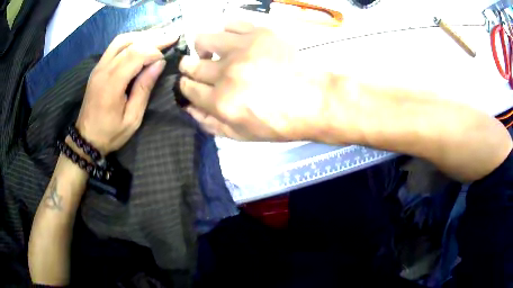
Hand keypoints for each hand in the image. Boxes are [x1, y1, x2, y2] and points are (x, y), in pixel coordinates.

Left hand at [76, 30, 178, 154]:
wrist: (86, 138)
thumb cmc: (110, 133)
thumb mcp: (132, 118)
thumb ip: (144, 89)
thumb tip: (159, 64)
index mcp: (111, 84)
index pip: (135, 54)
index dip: (154, 51)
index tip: (166, 58)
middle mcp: (103, 69)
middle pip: (129, 42)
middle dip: (152, 38)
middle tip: (171, 37)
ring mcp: (98, 67)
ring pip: (121, 40)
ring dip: (141, 36)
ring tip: (158, 37)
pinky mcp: (97, 68)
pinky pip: (114, 46)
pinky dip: (131, 41)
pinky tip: (141, 43)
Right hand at [179, 22, 328, 140]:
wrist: (314, 101)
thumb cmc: (280, 123)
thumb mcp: (242, 135)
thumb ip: (211, 123)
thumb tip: (189, 108)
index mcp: (220, 101)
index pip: (187, 88)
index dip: (185, 86)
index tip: (190, 83)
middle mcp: (225, 72)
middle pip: (191, 64)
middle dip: (189, 68)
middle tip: (198, 68)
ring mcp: (242, 49)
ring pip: (203, 39)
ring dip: (203, 48)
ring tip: (214, 52)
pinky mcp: (258, 33)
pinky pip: (230, 24)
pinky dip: (227, 32)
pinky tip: (235, 41)